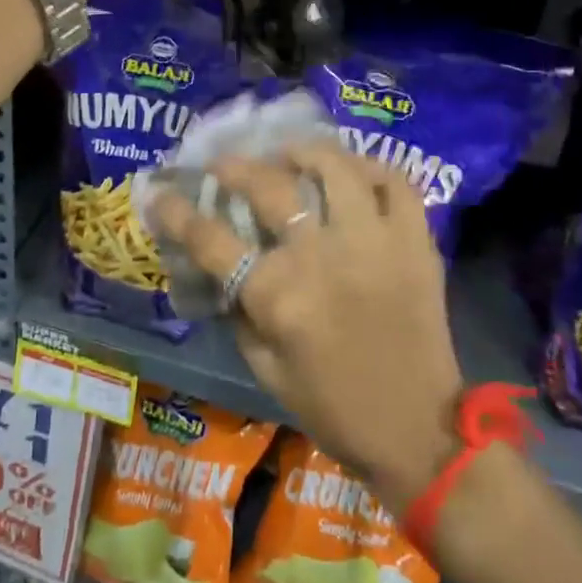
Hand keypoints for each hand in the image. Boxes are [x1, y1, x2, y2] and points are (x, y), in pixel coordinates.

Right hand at [148, 141, 463, 513]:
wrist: (420, 431)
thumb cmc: (334, 408)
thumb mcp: (265, 371)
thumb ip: (238, 315)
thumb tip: (221, 270)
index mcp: (278, 296)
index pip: (210, 239)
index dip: (176, 211)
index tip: (160, 193)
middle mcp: (322, 258)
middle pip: (268, 187)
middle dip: (234, 167)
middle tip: (222, 164)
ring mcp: (374, 243)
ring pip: (335, 168)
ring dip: (303, 151)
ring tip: (288, 153)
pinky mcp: (415, 244)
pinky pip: (396, 184)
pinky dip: (370, 169)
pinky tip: (351, 173)